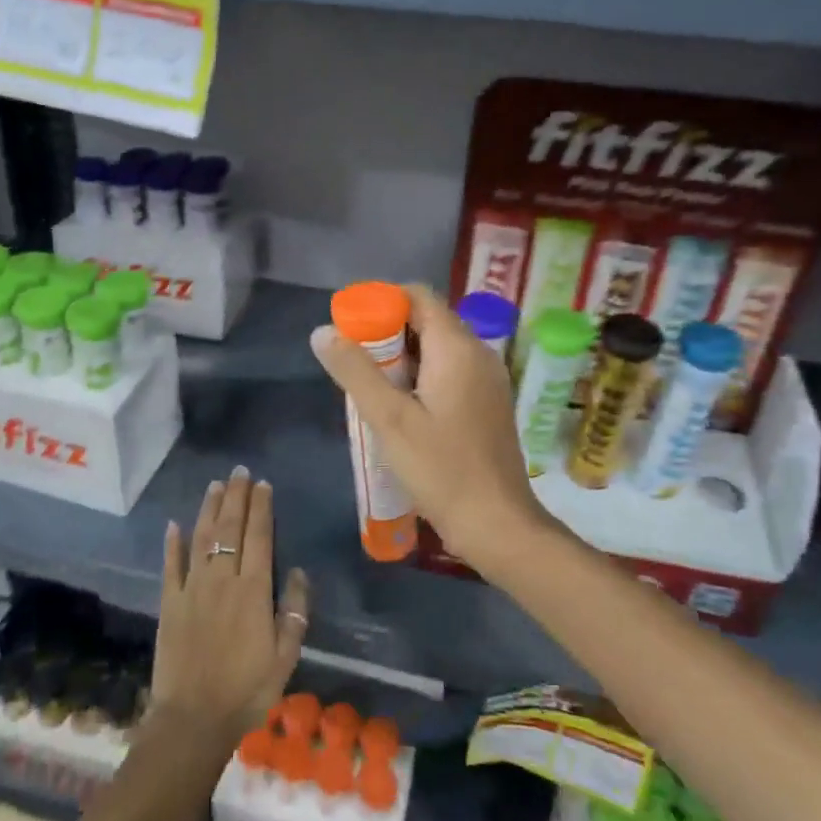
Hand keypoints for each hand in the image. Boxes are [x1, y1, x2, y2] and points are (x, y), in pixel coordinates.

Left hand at [151, 467, 309, 747]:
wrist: (193, 721)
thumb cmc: (246, 691)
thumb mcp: (285, 657)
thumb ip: (294, 612)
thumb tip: (297, 572)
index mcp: (253, 591)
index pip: (259, 537)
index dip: (261, 508)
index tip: (262, 484)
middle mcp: (222, 580)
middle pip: (230, 529)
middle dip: (236, 497)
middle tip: (239, 472)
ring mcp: (192, 589)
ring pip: (201, 538)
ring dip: (208, 509)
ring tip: (215, 485)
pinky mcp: (169, 603)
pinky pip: (170, 566)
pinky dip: (172, 543)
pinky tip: (173, 524)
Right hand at [310, 283, 557, 574]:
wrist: (497, 525)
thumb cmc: (442, 469)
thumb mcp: (389, 420)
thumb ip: (355, 371)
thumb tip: (323, 331)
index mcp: (457, 347)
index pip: (418, 296)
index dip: (382, 302)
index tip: (351, 328)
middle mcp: (478, 353)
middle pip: (427, 320)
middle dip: (387, 333)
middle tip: (355, 363)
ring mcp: (487, 379)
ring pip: (438, 348)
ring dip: (402, 357)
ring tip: (372, 388)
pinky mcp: (487, 403)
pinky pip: (450, 371)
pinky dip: (422, 376)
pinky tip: (401, 408)